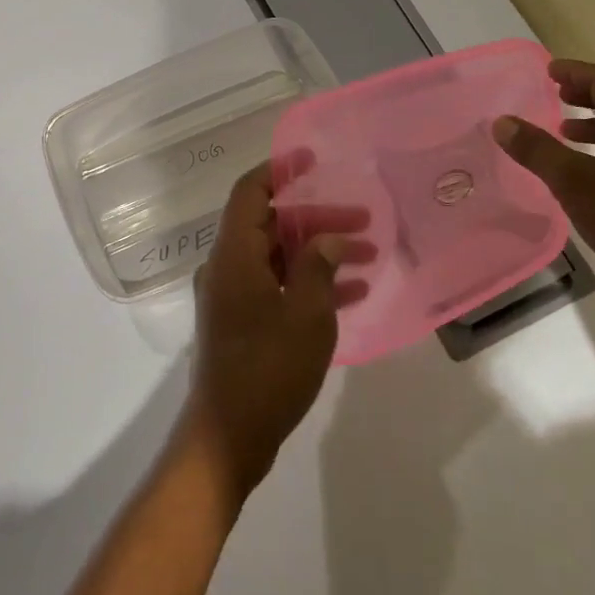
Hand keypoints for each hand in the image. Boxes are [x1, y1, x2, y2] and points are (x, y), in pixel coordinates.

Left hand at [182, 163, 367, 496]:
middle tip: (364, 222)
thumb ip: (317, 267)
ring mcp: (232, 295)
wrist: (228, 435)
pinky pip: (276, 286)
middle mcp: (227, 266)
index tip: (312, 159)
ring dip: (318, 252)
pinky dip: (308, 283)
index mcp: (233, 254)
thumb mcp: (305, 314)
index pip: (250, 192)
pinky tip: (351, 292)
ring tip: (368, 255)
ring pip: (278, 256)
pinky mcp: (241, 321)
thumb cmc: (268, 368)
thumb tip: (328, 238)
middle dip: (317, 219)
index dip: (279, 170)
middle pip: (271, 224)